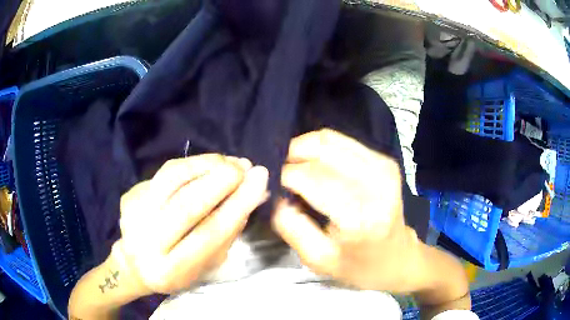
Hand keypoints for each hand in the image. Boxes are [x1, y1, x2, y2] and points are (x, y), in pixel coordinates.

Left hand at [115, 154, 268, 294]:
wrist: (136, 263)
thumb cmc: (178, 270)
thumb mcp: (207, 264)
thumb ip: (229, 232)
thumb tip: (253, 194)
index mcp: (170, 270)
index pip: (209, 234)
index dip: (237, 205)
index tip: (260, 181)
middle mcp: (147, 242)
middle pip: (186, 204)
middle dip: (221, 181)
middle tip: (246, 166)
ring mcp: (134, 215)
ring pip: (172, 179)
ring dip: (206, 165)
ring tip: (230, 162)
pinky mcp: (131, 195)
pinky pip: (165, 172)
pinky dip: (192, 164)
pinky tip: (210, 163)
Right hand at [272, 129, 421, 292]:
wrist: (397, 258)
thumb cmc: (358, 265)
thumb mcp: (317, 259)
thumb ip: (291, 226)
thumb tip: (277, 193)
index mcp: (358, 216)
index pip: (310, 177)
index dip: (284, 175)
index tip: (274, 184)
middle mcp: (375, 183)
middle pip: (320, 149)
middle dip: (292, 156)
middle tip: (281, 172)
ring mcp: (383, 167)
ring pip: (330, 139)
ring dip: (305, 148)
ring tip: (296, 166)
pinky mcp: (384, 161)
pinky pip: (343, 141)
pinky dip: (322, 148)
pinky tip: (316, 164)